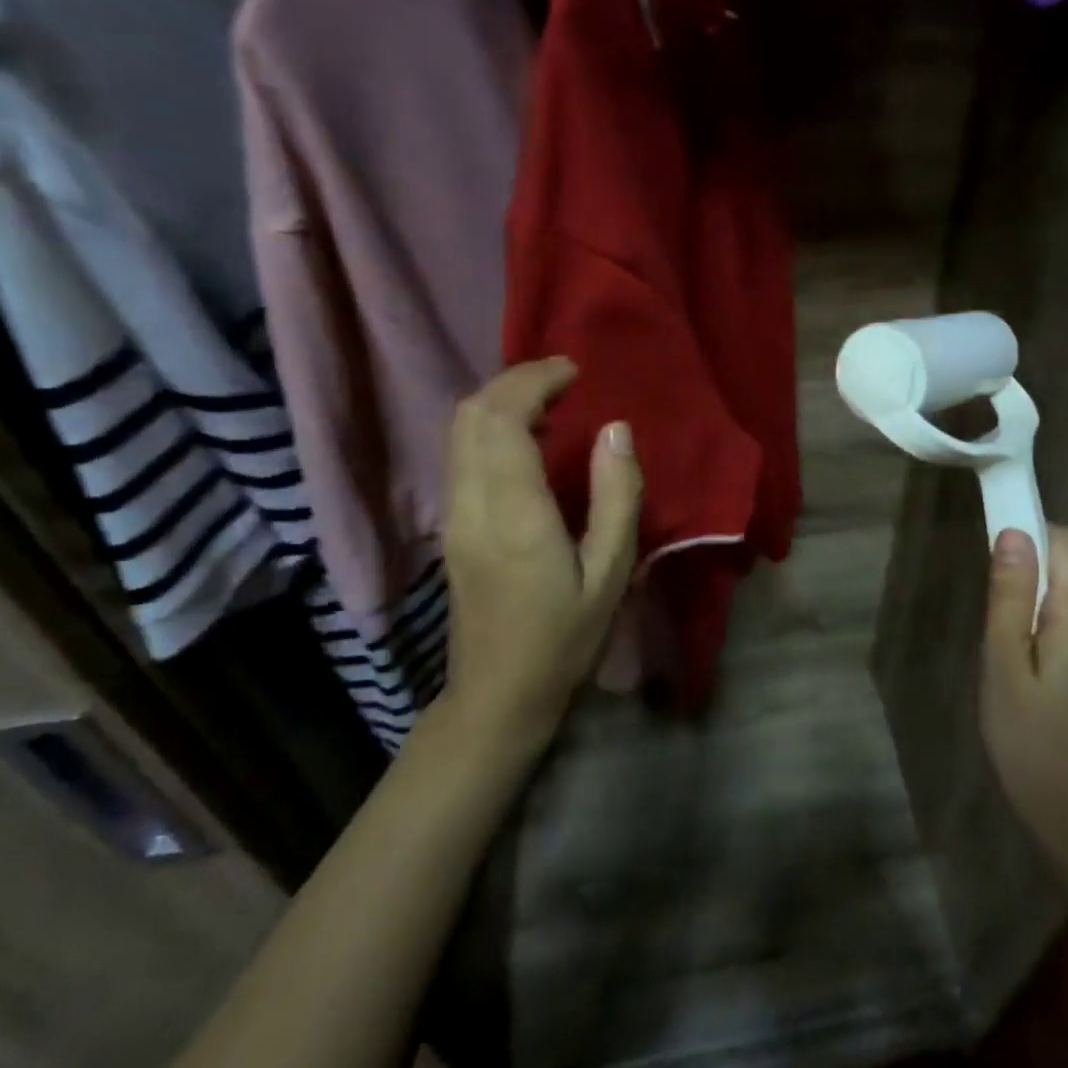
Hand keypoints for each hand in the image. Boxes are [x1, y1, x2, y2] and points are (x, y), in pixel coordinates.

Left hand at [437, 358, 642, 752]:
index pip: (504, 418)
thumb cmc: (565, 638)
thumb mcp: (611, 572)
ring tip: (550, 400)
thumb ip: (617, 495)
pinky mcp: (450, 525)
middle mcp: (471, 503)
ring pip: (458, 429)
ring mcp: (453, 514)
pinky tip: (526, 436)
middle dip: (514, 380)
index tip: (574, 371)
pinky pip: (460, 452)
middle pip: (470, 413)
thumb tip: (615, 429)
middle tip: (564, 378)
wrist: (498, 696)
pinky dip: (489, 425)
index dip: (534, 380)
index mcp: (514, 513)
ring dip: (499, 400)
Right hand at [981, 526, 1067, 859]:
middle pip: (1067, 572)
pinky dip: (1045, 636)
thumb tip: (1013, 533)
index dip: (1030, 533)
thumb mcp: (1004, 664)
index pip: (1066, 543)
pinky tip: (1025, 678)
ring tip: (1004, 659)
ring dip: (1031, 612)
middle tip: (991, 626)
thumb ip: (1009, 596)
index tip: (992, 551)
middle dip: (1024, 580)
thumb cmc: (1030, 740)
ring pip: (1066, 604)